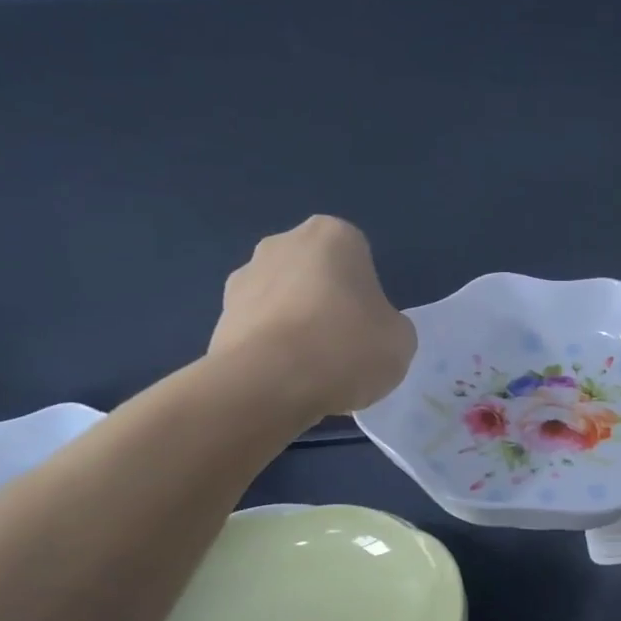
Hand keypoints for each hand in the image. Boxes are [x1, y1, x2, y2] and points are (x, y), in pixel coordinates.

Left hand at [207, 216, 415, 416]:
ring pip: (283, 302)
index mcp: (333, 236)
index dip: (367, 294)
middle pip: (315, 275)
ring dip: (295, 327)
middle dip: (326, 303)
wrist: (270, 384)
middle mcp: (282, 244)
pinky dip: (271, 352)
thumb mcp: (401, 340)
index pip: (358, 257)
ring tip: (313, 373)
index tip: (370, 326)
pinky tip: (286, 382)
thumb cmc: (348, 348)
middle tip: (344, 348)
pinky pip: (259, 332)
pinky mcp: (219, 318)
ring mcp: (243, 279)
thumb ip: (389, 325)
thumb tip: (371, 332)